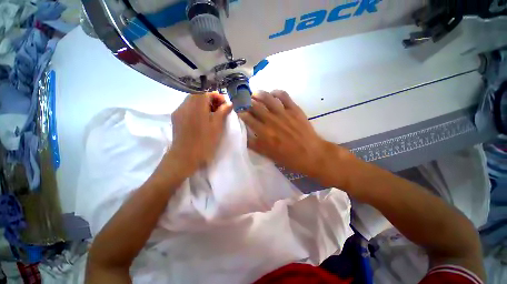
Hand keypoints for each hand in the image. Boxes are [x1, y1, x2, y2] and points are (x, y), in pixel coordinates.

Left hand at [168, 93, 232, 174]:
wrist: (185, 156)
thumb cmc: (204, 141)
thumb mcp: (217, 126)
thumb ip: (223, 112)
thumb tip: (229, 103)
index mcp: (197, 105)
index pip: (206, 92)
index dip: (217, 96)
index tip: (224, 104)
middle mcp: (185, 104)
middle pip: (198, 95)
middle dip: (210, 100)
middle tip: (219, 110)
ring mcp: (179, 111)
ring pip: (192, 101)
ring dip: (203, 104)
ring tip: (211, 115)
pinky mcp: (176, 118)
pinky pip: (187, 108)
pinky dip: (195, 109)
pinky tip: (200, 120)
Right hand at [238, 90, 348, 183]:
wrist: (310, 153)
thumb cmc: (288, 157)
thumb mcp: (267, 154)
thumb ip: (254, 145)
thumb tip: (244, 135)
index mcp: (264, 132)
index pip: (248, 118)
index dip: (241, 113)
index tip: (239, 111)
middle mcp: (271, 120)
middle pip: (255, 106)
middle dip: (247, 102)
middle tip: (245, 100)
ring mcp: (283, 113)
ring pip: (268, 98)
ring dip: (259, 94)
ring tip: (255, 93)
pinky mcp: (294, 109)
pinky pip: (284, 96)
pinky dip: (276, 92)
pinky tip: (272, 93)